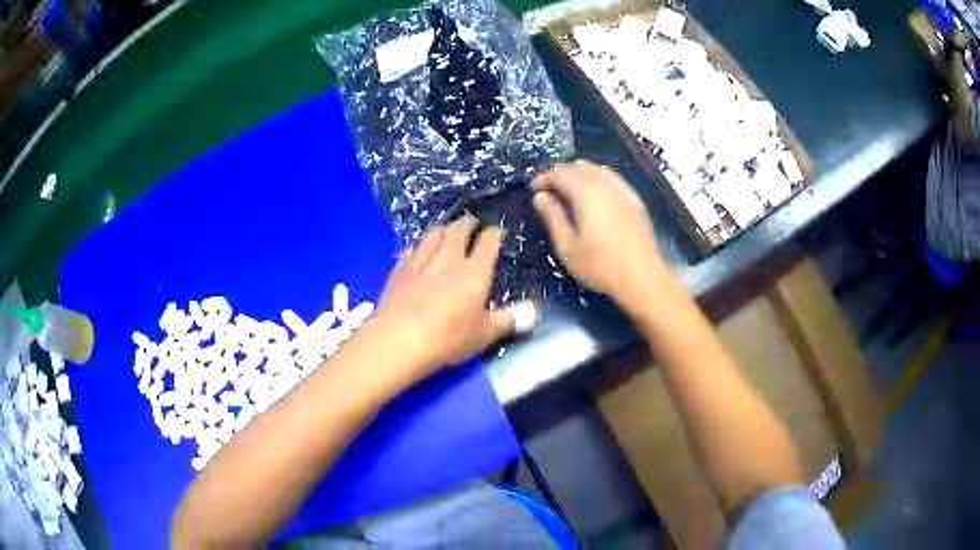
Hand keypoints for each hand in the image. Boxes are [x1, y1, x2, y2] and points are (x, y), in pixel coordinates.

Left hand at [373, 216, 515, 384]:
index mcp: (475, 271)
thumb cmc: (448, 338)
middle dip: (470, 223)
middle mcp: (449, 257)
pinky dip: (422, 245)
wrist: (399, 339)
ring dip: (445, 228)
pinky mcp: (401, 267)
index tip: (500, 234)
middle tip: (474, 226)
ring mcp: (421, 259)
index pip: (489, 240)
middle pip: (460, 228)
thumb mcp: (484, 334)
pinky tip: (421, 252)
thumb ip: (508, 320)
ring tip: (449, 233)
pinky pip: (414, 247)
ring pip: (435, 232)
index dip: (496, 233)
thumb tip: (533, 313)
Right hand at [533, 160, 668, 307]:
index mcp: (587, 194)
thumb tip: (541, 197)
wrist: (643, 278)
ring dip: (580, 174)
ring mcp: (624, 191)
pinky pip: (613, 178)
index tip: (535, 189)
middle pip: (580, 167)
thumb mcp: (568, 247)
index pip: (561, 173)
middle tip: (550, 190)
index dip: (545, 177)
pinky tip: (595, 194)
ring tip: (569, 190)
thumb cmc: (601, 266)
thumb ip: (553, 218)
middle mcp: (606, 185)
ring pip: (598, 170)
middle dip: (562, 173)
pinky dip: (598, 178)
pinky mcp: (635, 200)